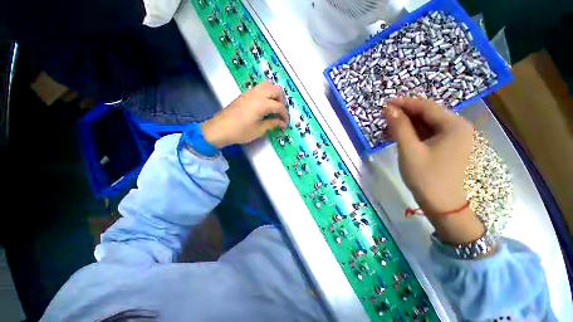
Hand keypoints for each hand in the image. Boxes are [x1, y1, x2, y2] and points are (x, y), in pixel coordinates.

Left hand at [201, 81, 288, 147]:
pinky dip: (266, 92)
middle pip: (276, 90)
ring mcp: (250, 92)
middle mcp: (257, 94)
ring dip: (274, 93)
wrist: (220, 128)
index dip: (285, 115)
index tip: (285, 123)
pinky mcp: (245, 94)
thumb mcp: (259, 130)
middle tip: (281, 112)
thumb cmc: (240, 131)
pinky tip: (265, 104)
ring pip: (267, 84)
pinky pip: (259, 87)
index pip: (279, 106)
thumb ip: (272, 124)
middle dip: (282, 100)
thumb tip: (282, 123)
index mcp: (262, 104)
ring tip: (275, 105)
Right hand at [385, 98, 484, 243]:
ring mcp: (454, 137)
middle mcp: (458, 127)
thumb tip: (388, 109)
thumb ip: (399, 127)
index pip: (426, 107)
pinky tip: (399, 136)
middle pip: (427, 114)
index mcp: (454, 125)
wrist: (441, 204)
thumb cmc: (426, 177)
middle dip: (405, 114)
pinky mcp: (447, 146)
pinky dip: (413, 133)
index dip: (404, 104)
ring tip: (388, 127)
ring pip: (427, 124)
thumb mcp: (409, 150)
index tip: (385, 103)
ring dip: (407, 124)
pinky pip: (428, 134)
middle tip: (384, 116)